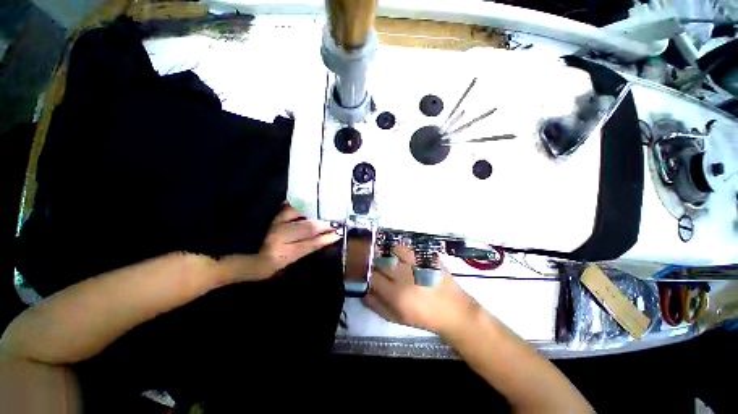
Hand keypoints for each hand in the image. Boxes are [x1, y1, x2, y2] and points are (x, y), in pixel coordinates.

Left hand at [220, 204, 340, 282]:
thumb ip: (297, 257)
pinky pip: (285, 208)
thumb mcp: (277, 270)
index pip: (311, 244)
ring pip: (298, 215)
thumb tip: (315, 244)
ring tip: (323, 213)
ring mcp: (271, 224)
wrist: (225, 257)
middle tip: (336, 223)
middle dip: (324, 225)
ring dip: (313, 214)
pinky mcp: (265, 216)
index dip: (326, 239)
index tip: (339, 234)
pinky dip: (296, 206)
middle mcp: (278, 238)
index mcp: (282, 255)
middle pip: (308, 228)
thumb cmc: (254, 269)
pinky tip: (306, 205)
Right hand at [363, 246, 480, 336]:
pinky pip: (406, 248)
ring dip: (387, 255)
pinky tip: (401, 257)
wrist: (453, 310)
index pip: (373, 278)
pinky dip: (399, 250)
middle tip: (377, 268)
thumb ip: (376, 305)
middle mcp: (405, 277)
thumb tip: (363, 291)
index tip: (368, 275)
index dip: (368, 275)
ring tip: (389, 261)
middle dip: (375, 264)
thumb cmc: (423, 317)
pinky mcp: (426, 258)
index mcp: (397, 296)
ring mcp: (417, 265)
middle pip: (380, 262)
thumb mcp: (397, 318)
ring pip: (392, 251)